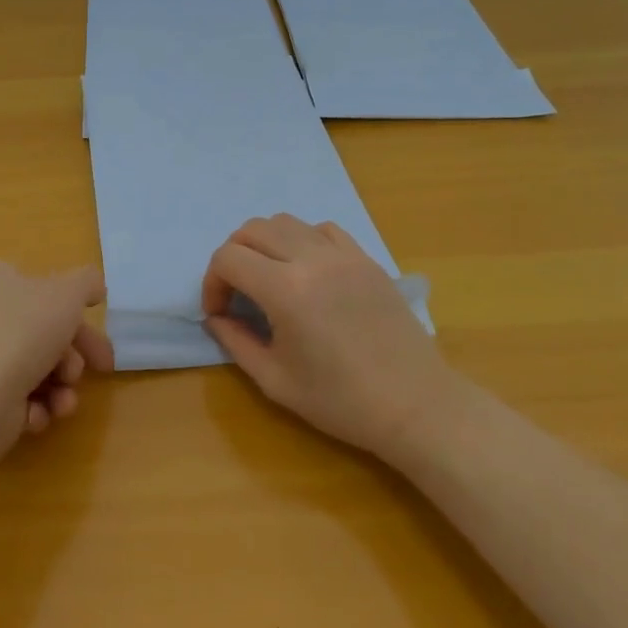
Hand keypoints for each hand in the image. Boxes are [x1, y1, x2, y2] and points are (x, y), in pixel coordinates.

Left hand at [0, 260, 114, 450]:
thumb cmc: (20, 333)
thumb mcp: (66, 293)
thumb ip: (86, 283)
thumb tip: (93, 287)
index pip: (39, 289)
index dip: (74, 311)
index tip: (98, 331)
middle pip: (41, 331)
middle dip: (73, 354)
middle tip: (101, 368)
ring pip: (34, 367)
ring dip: (60, 385)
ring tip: (64, 400)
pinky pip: (15, 397)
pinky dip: (34, 406)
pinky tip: (38, 414)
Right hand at [201, 214, 451, 460]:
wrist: (415, 405)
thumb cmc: (341, 401)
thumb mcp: (275, 380)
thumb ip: (236, 342)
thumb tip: (216, 318)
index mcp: (285, 290)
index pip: (228, 258)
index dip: (212, 283)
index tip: (219, 312)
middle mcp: (311, 259)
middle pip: (252, 229)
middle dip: (232, 256)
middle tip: (236, 292)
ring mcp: (343, 255)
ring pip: (286, 222)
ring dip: (265, 243)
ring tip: (269, 277)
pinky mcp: (366, 259)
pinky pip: (323, 230)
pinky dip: (303, 240)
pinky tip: (307, 271)